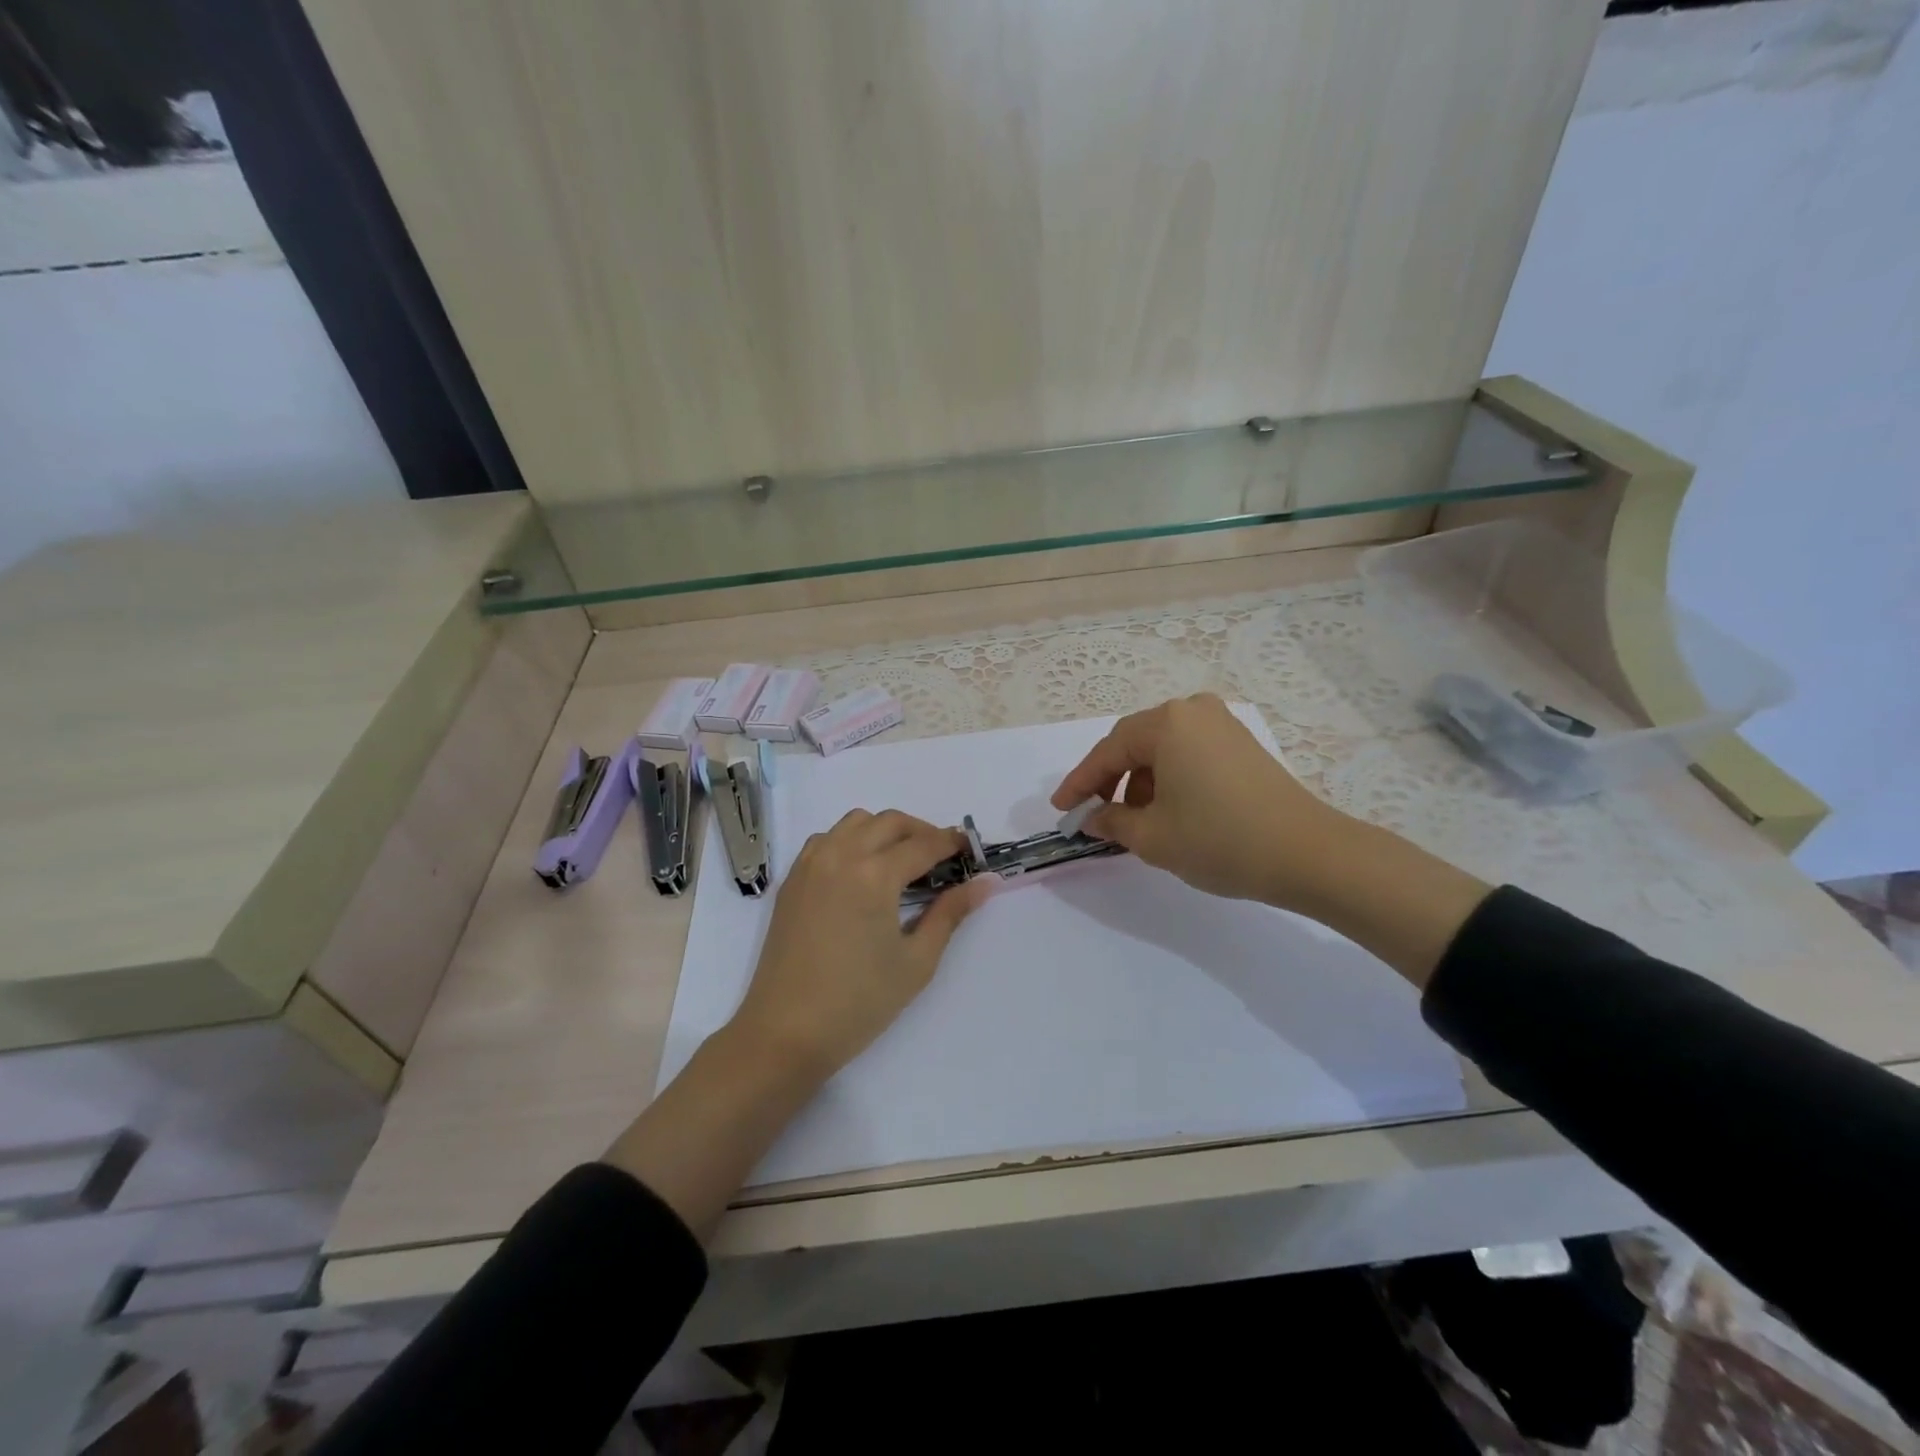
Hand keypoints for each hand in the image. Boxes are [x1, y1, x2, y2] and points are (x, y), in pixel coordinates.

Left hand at [728, 809, 990, 1080]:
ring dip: (884, 830)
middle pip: (889, 822)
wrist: (786, 1032)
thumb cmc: (859, 1002)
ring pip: (855, 822)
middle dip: (921, 832)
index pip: (923, 844)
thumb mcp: (916, 961)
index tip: (970, 849)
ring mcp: (811, 864)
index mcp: (874, 875)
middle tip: (940, 857)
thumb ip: (950, 914)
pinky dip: (850, 840)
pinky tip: (860, 871)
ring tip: (901, 861)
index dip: (951, 843)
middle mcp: (841, 856)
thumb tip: (984, 883)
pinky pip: (826, 839)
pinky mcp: (792, 880)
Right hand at [1051, 693, 1349, 909]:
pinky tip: (1168, 809)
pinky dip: (1169, 777)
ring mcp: (1221, 724)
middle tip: (1092, 813)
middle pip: (1134, 744)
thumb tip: (1092, 817)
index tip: (1061, 809)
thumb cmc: (1220, 840)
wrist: (1308, 854)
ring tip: (1134, 820)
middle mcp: (1192, 711)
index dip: (1080, 783)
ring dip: (1140, 781)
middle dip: (1109, 780)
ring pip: (1162, 749)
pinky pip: (1188, 753)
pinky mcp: (1241, 743)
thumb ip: (1111, 822)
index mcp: (1166, 723)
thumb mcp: (1153, 837)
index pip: (1108, 752)